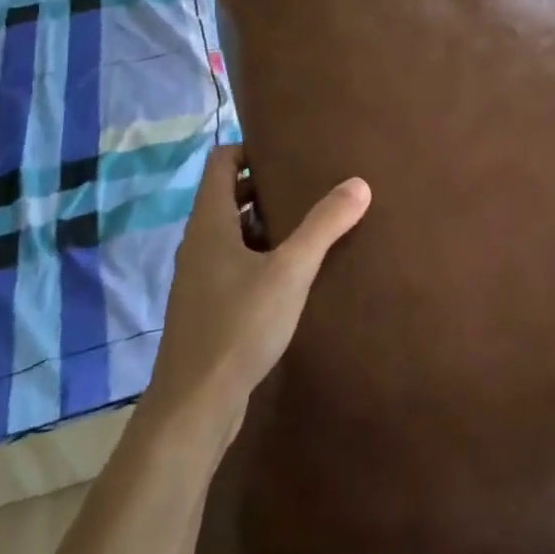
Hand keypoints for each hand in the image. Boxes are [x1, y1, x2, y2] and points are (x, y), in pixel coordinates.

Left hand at [142, 145, 369, 443]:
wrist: (195, 405)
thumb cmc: (239, 326)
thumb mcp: (290, 271)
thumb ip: (324, 225)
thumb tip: (359, 183)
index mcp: (209, 223)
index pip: (220, 162)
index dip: (249, 149)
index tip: (287, 150)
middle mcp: (198, 243)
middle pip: (227, 196)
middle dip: (264, 185)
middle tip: (308, 183)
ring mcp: (200, 277)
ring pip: (232, 233)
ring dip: (264, 222)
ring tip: (308, 222)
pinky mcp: (208, 307)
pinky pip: (234, 263)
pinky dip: (260, 254)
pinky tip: (293, 272)